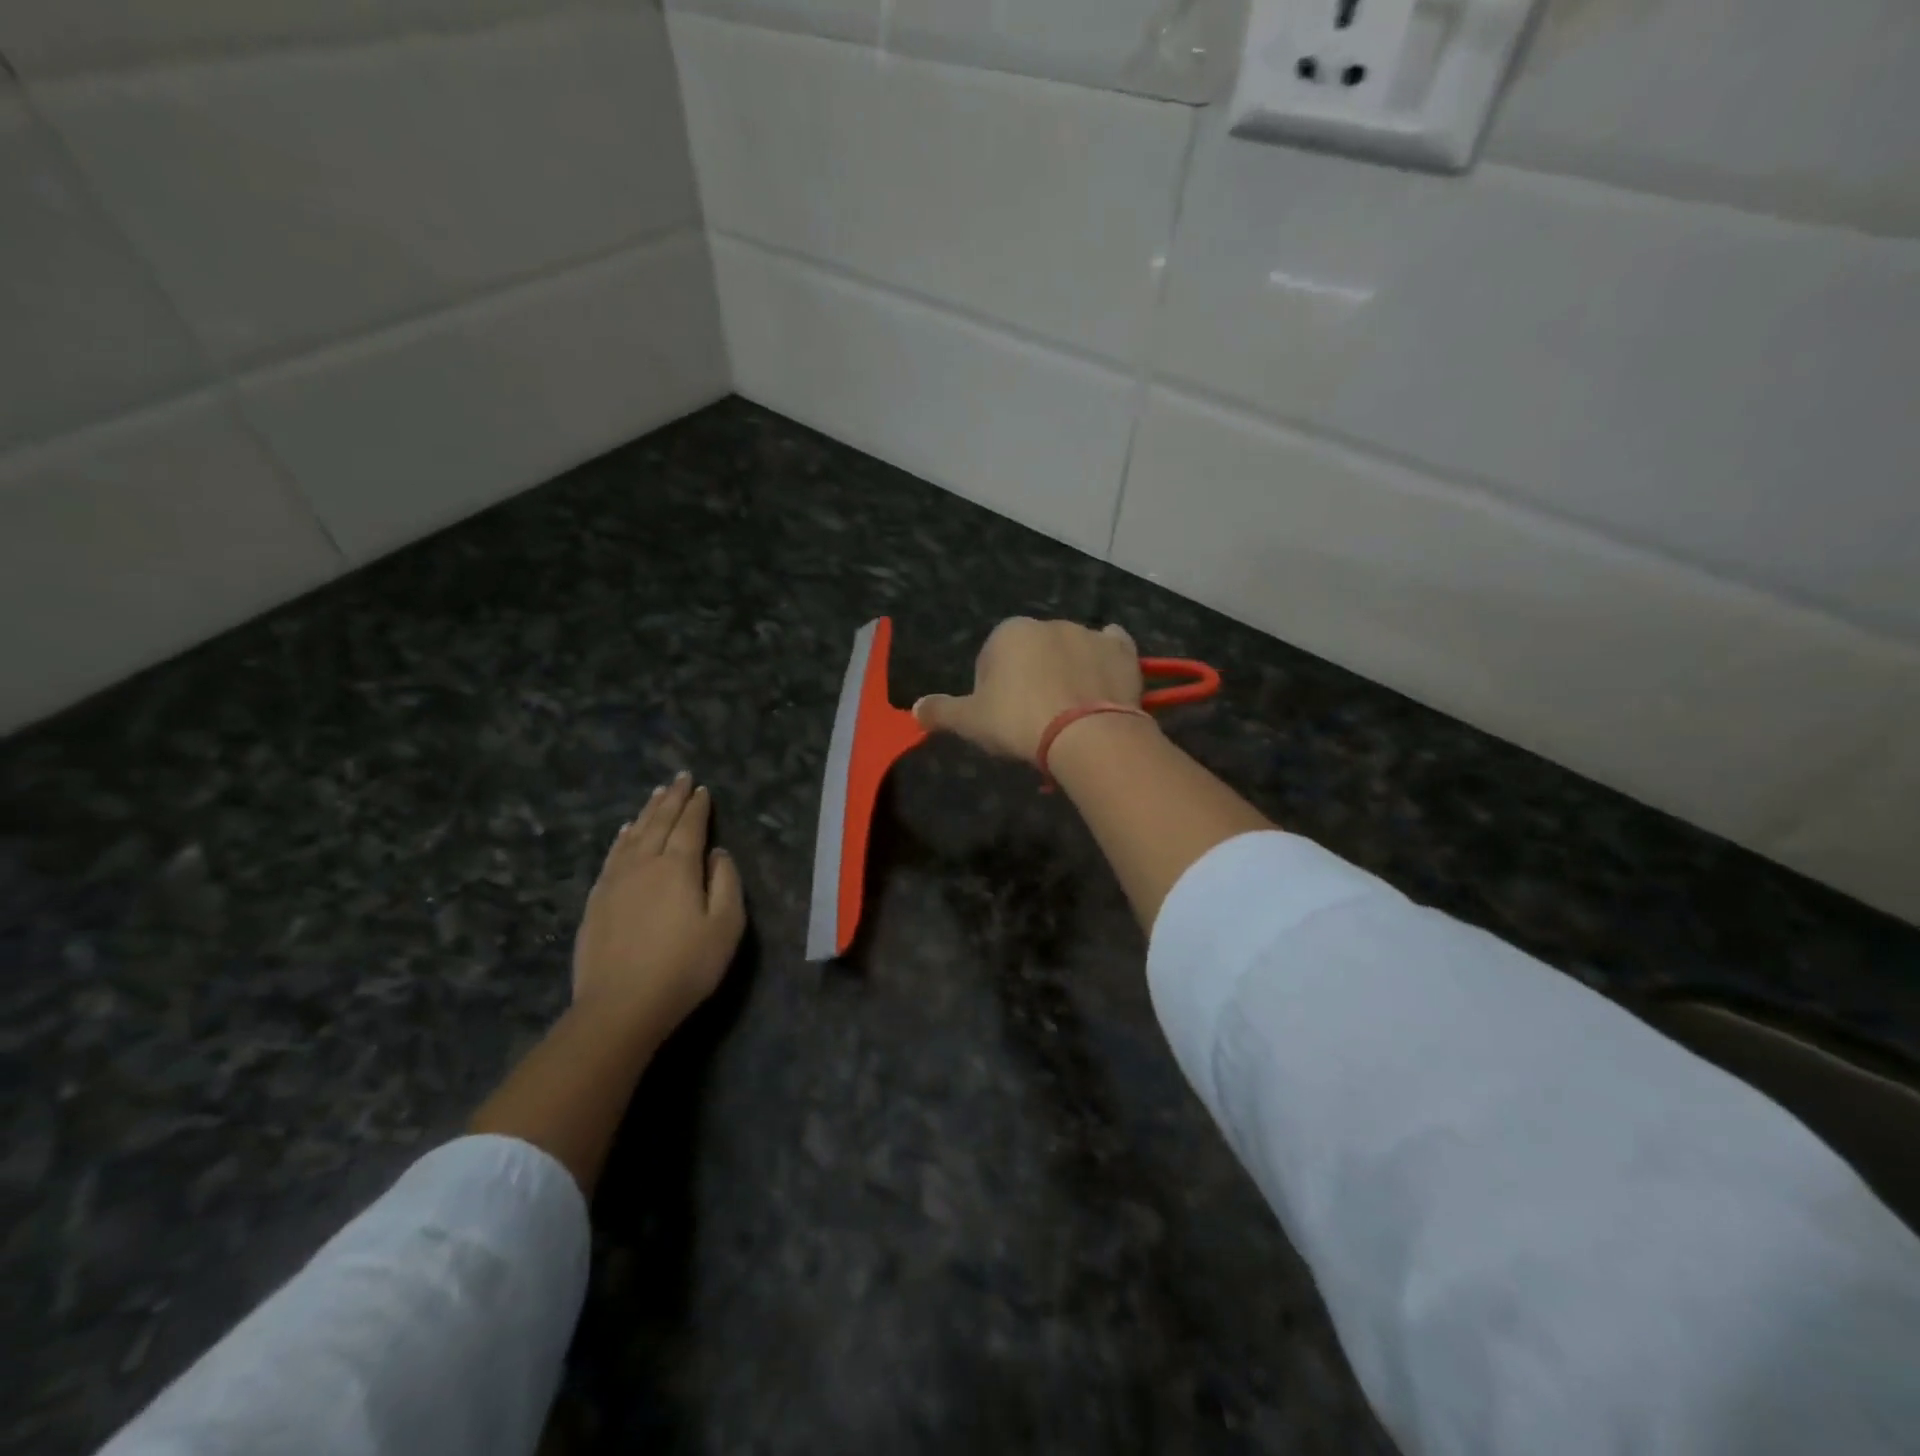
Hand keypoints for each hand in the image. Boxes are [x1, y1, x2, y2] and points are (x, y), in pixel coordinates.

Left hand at [573, 772, 744, 1037]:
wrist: (621, 1006)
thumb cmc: (685, 966)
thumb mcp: (726, 926)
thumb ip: (726, 882)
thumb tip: (718, 853)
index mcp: (678, 867)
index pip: (689, 826)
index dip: (697, 806)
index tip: (702, 788)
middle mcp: (644, 864)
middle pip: (659, 823)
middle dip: (672, 799)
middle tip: (679, 778)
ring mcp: (614, 881)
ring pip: (633, 835)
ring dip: (647, 813)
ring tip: (656, 795)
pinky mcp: (596, 900)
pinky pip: (612, 855)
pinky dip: (622, 838)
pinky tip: (624, 833)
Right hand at [913, 617, 1143, 762]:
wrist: (1086, 734)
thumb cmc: (1019, 722)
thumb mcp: (970, 722)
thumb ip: (941, 712)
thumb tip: (915, 709)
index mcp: (1008, 633)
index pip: (991, 660)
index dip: (992, 691)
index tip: (1001, 719)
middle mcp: (1049, 623)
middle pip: (1032, 653)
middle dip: (1031, 679)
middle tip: (1034, 720)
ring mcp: (1089, 634)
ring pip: (1070, 651)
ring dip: (1066, 672)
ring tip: (1069, 714)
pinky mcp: (1122, 651)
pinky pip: (1111, 649)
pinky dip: (1106, 660)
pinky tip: (1102, 683)